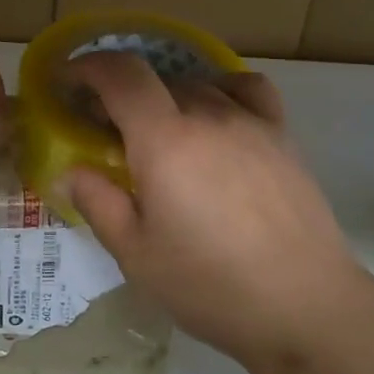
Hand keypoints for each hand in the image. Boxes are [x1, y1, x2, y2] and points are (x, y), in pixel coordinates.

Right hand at [58, 53, 373, 369]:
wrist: (305, 306)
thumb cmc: (210, 285)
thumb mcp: (136, 254)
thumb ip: (98, 202)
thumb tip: (70, 170)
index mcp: (165, 140)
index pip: (121, 74)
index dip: (88, 66)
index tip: (68, 82)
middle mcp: (208, 115)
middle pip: (155, 79)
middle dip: (122, 94)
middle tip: (108, 131)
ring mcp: (250, 121)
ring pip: (196, 85)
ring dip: (166, 98)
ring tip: (162, 134)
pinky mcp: (282, 135)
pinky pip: (247, 89)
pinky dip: (221, 90)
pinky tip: (217, 118)